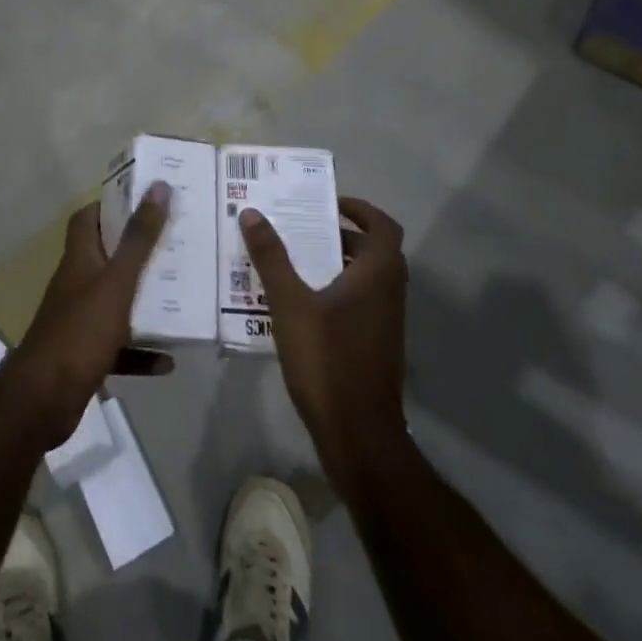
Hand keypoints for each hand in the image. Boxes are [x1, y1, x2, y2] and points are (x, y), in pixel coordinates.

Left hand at [5, 182, 173, 445]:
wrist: (44, 400)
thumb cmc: (80, 330)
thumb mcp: (117, 281)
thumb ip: (139, 238)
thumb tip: (159, 186)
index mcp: (79, 258)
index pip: (89, 217)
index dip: (113, 206)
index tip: (146, 202)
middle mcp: (77, 283)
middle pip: (107, 257)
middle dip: (139, 252)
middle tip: (175, 246)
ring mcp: (79, 320)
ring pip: (116, 302)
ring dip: (144, 302)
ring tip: (180, 297)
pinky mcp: (85, 355)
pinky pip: (119, 347)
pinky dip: (142, 351)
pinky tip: (169, 360)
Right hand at [240, 196, 407, 490]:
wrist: (358, 436)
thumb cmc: (327, 360)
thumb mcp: (289, 303)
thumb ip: (271, 256)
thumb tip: (251, 212)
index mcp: (378, 274)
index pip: (383, 226)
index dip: (360, 209)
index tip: (329, 204)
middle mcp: (390, 293)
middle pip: (373, 250)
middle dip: (339, 235)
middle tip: (302, 229)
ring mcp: (386, 323)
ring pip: (365, 279)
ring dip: (335, 264)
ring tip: (293, 261)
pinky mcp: (376, 347)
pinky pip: (359, 304)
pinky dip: (336, 292)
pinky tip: (300, 306)